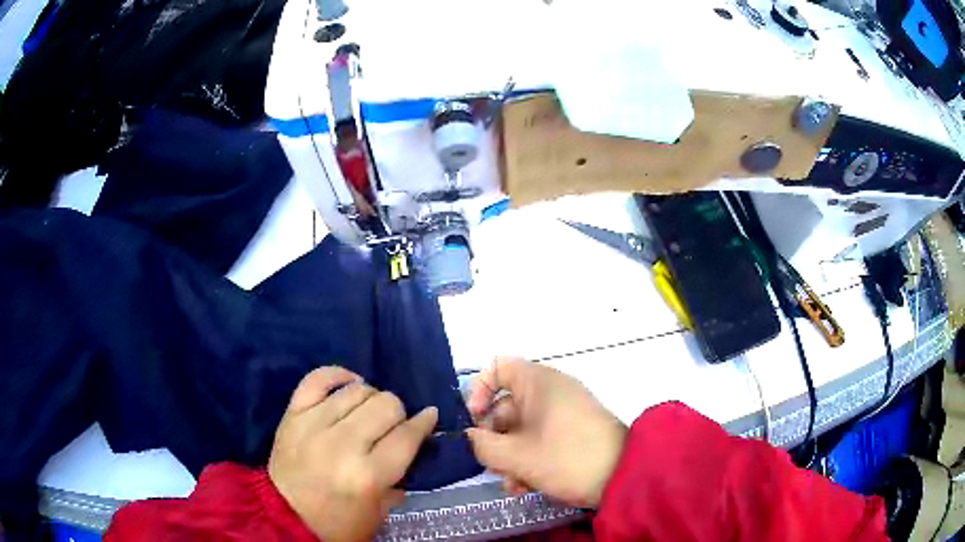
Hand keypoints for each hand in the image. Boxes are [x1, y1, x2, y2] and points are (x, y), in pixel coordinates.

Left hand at [268, 367, 437, 541]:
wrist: (284, 517)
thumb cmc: (337, 523)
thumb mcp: (378, 513)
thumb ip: (399, 480)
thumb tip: (412, 447)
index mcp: (368, 475)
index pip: (407, 436)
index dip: (424, 422)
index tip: (429, 415)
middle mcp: (343, 444)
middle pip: (385, 405)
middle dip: (398, 412)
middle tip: (393, 425)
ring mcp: (314, 425)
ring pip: (357, 390)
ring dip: (371, 397)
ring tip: (368, 411)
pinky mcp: (293, 414)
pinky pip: (317, 379)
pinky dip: (337, 375)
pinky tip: (349, 383)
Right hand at [466, 357, 626, 507]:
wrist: (624, 476)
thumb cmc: (566, 457)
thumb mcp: (516, 456)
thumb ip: (482, 445)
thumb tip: (471, 437)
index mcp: (538, 382)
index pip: (498, 367)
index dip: (478, 390)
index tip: (474, 421)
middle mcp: (550, 391)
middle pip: (506, 406)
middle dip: (494, 439)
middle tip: (493, 466)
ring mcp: (564, 412)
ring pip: (522, 428)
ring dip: (510, 456)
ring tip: (513, 485)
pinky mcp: (573, 432)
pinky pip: (541, 439)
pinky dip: (529, 459)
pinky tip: (526, 487)